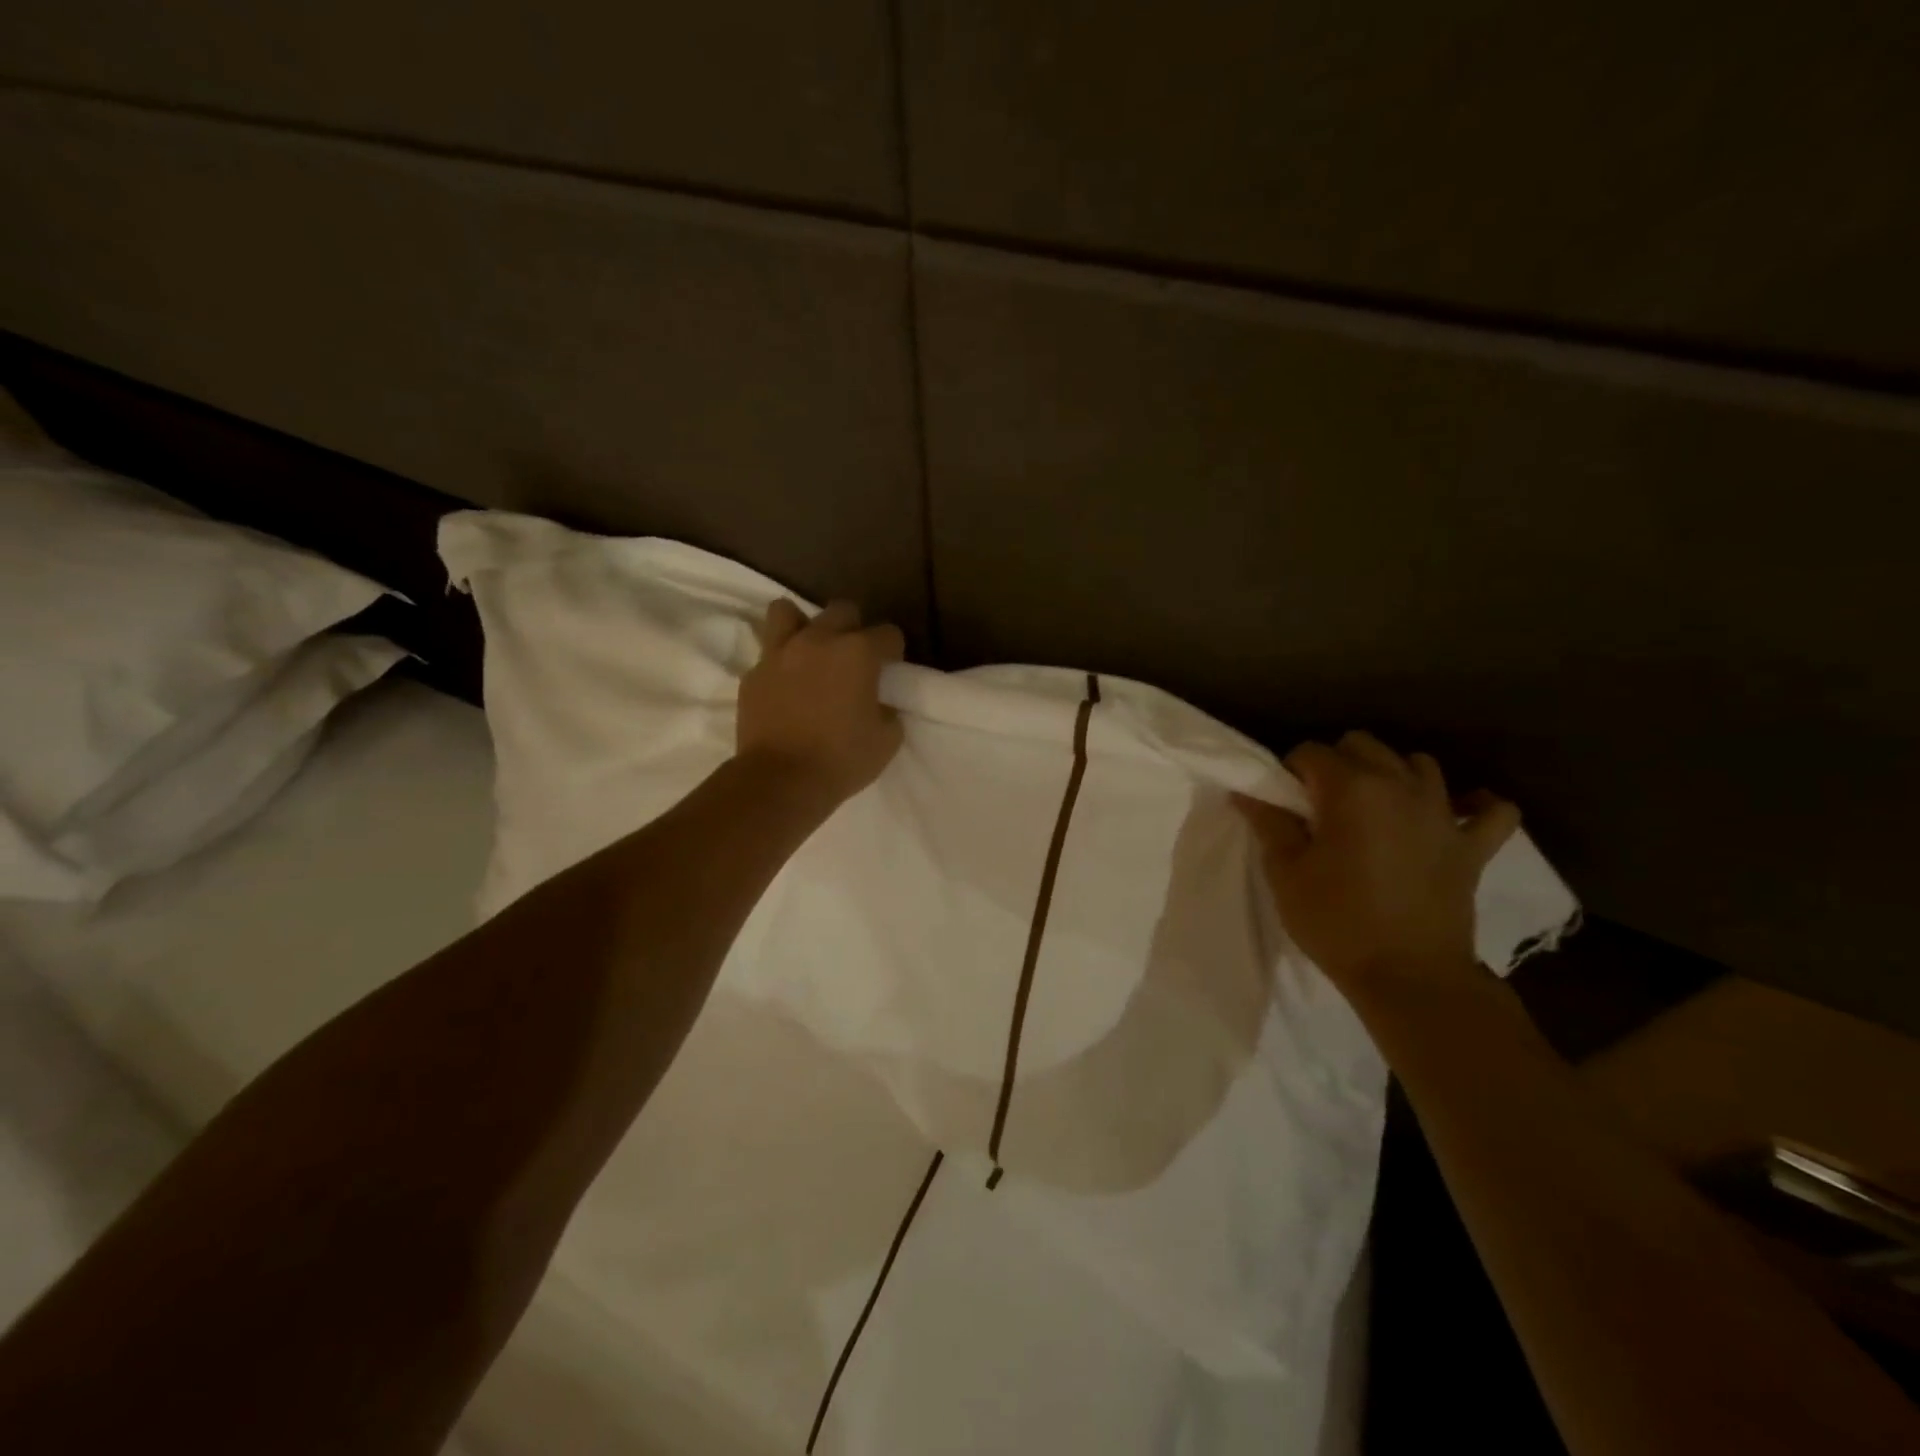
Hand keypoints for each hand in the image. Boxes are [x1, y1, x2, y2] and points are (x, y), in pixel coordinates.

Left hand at [737, 599, 904, 805]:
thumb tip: (879, 704)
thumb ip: (888, 710)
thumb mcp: (887, 740)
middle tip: (853, 659)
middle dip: (854, 628)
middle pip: (842, 610)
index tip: (889, 671)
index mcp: (858, 652)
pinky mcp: (753, 673)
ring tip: (810, 651)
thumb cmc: (841, 760)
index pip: (889, 633)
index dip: (893, 651)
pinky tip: (786, 685)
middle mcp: (819, 640)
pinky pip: (768, 653)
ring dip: (804, 625)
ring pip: (788, 611)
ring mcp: (780, 653)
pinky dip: (780, 663)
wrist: (780, 780)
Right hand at [1235, 731, 1519, 996]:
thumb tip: (1248, 793)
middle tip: (1322, 804)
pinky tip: (1455, 813)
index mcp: (1351, 789)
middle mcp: (1400, 786)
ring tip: (1375, 806)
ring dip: (1392, 773)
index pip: (1311, 752)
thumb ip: (1269, 823)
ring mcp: (1443, 814)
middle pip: (1363, 745)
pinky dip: (1476, 804)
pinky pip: (1492, 809)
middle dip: (1337, 763)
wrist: (1408, 977)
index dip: (1290, 771)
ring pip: (1419, 763)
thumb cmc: (1336, 922)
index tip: (1284, 802)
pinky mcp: (1474, 846)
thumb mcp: (1286, 873)